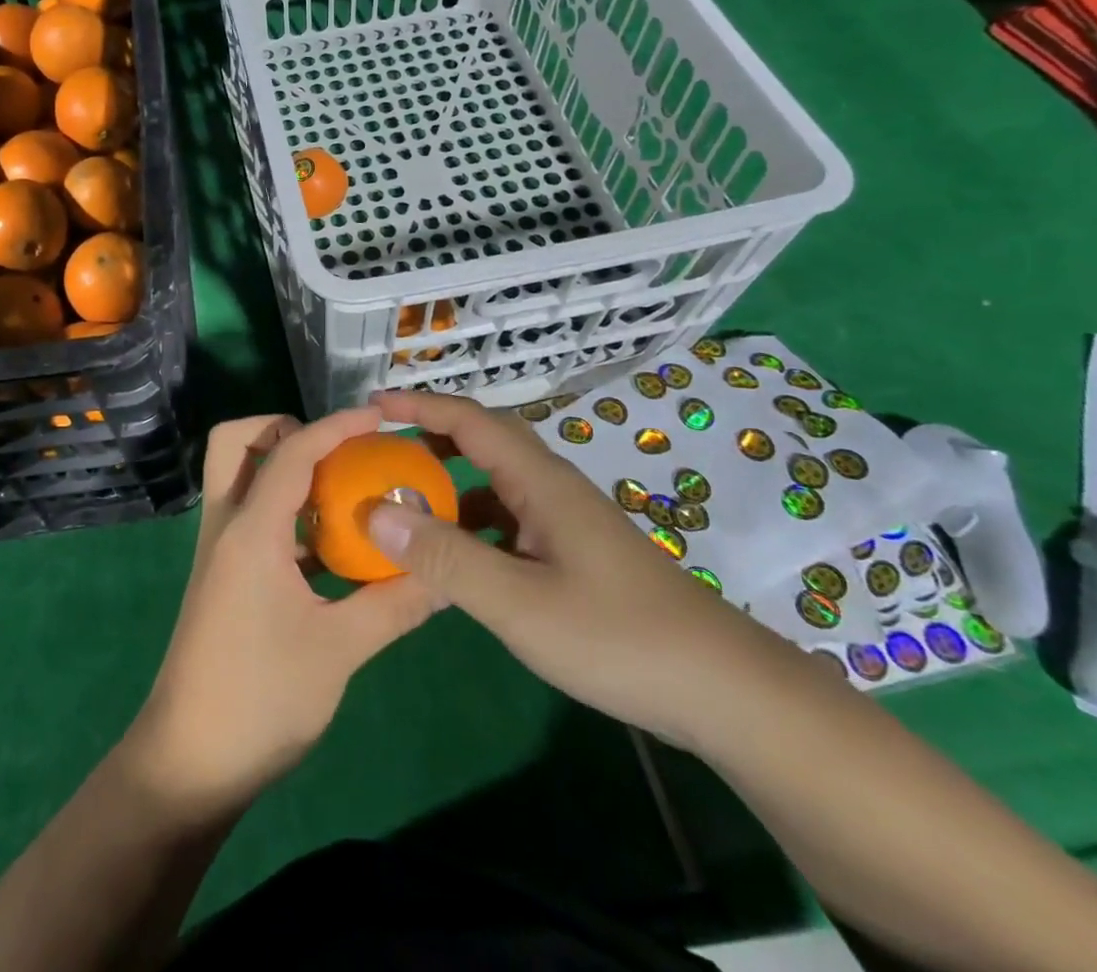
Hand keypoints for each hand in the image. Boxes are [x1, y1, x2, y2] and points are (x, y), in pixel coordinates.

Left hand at [125, 409, 438, 815]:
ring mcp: (220, 553)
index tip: (378, 418)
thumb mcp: (340, 650)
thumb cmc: (261, 699)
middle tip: (335, 452)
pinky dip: (286, 514)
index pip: (291, 452)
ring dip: (284, 471)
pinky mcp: (224, 579)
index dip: (335, 426)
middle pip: (235, 444)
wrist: (189, 764)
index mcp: (250, 531)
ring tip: (344, 492)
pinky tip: (331, 549)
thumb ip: (396, 604)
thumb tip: (449, 576)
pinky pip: (252, 521)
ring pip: (239, 481)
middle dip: (282, 430)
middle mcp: (227, 527)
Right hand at [363, 391, 800, 749]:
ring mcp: (566, 522)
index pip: (469, 420)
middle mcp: (551, 489)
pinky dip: (472, 526)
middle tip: (379, 448)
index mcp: (539, 482)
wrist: (725, 691)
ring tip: (403, 503)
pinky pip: (508, 522)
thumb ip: (444, 559)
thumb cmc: (618, 637)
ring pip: (495, 485)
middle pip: (483, 442)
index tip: (371, 406)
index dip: (419, 406)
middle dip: (429, 436)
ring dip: (449, 484)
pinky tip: (454, 560)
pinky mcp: (574, 555)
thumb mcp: (519, 604)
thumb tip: (374, 511)